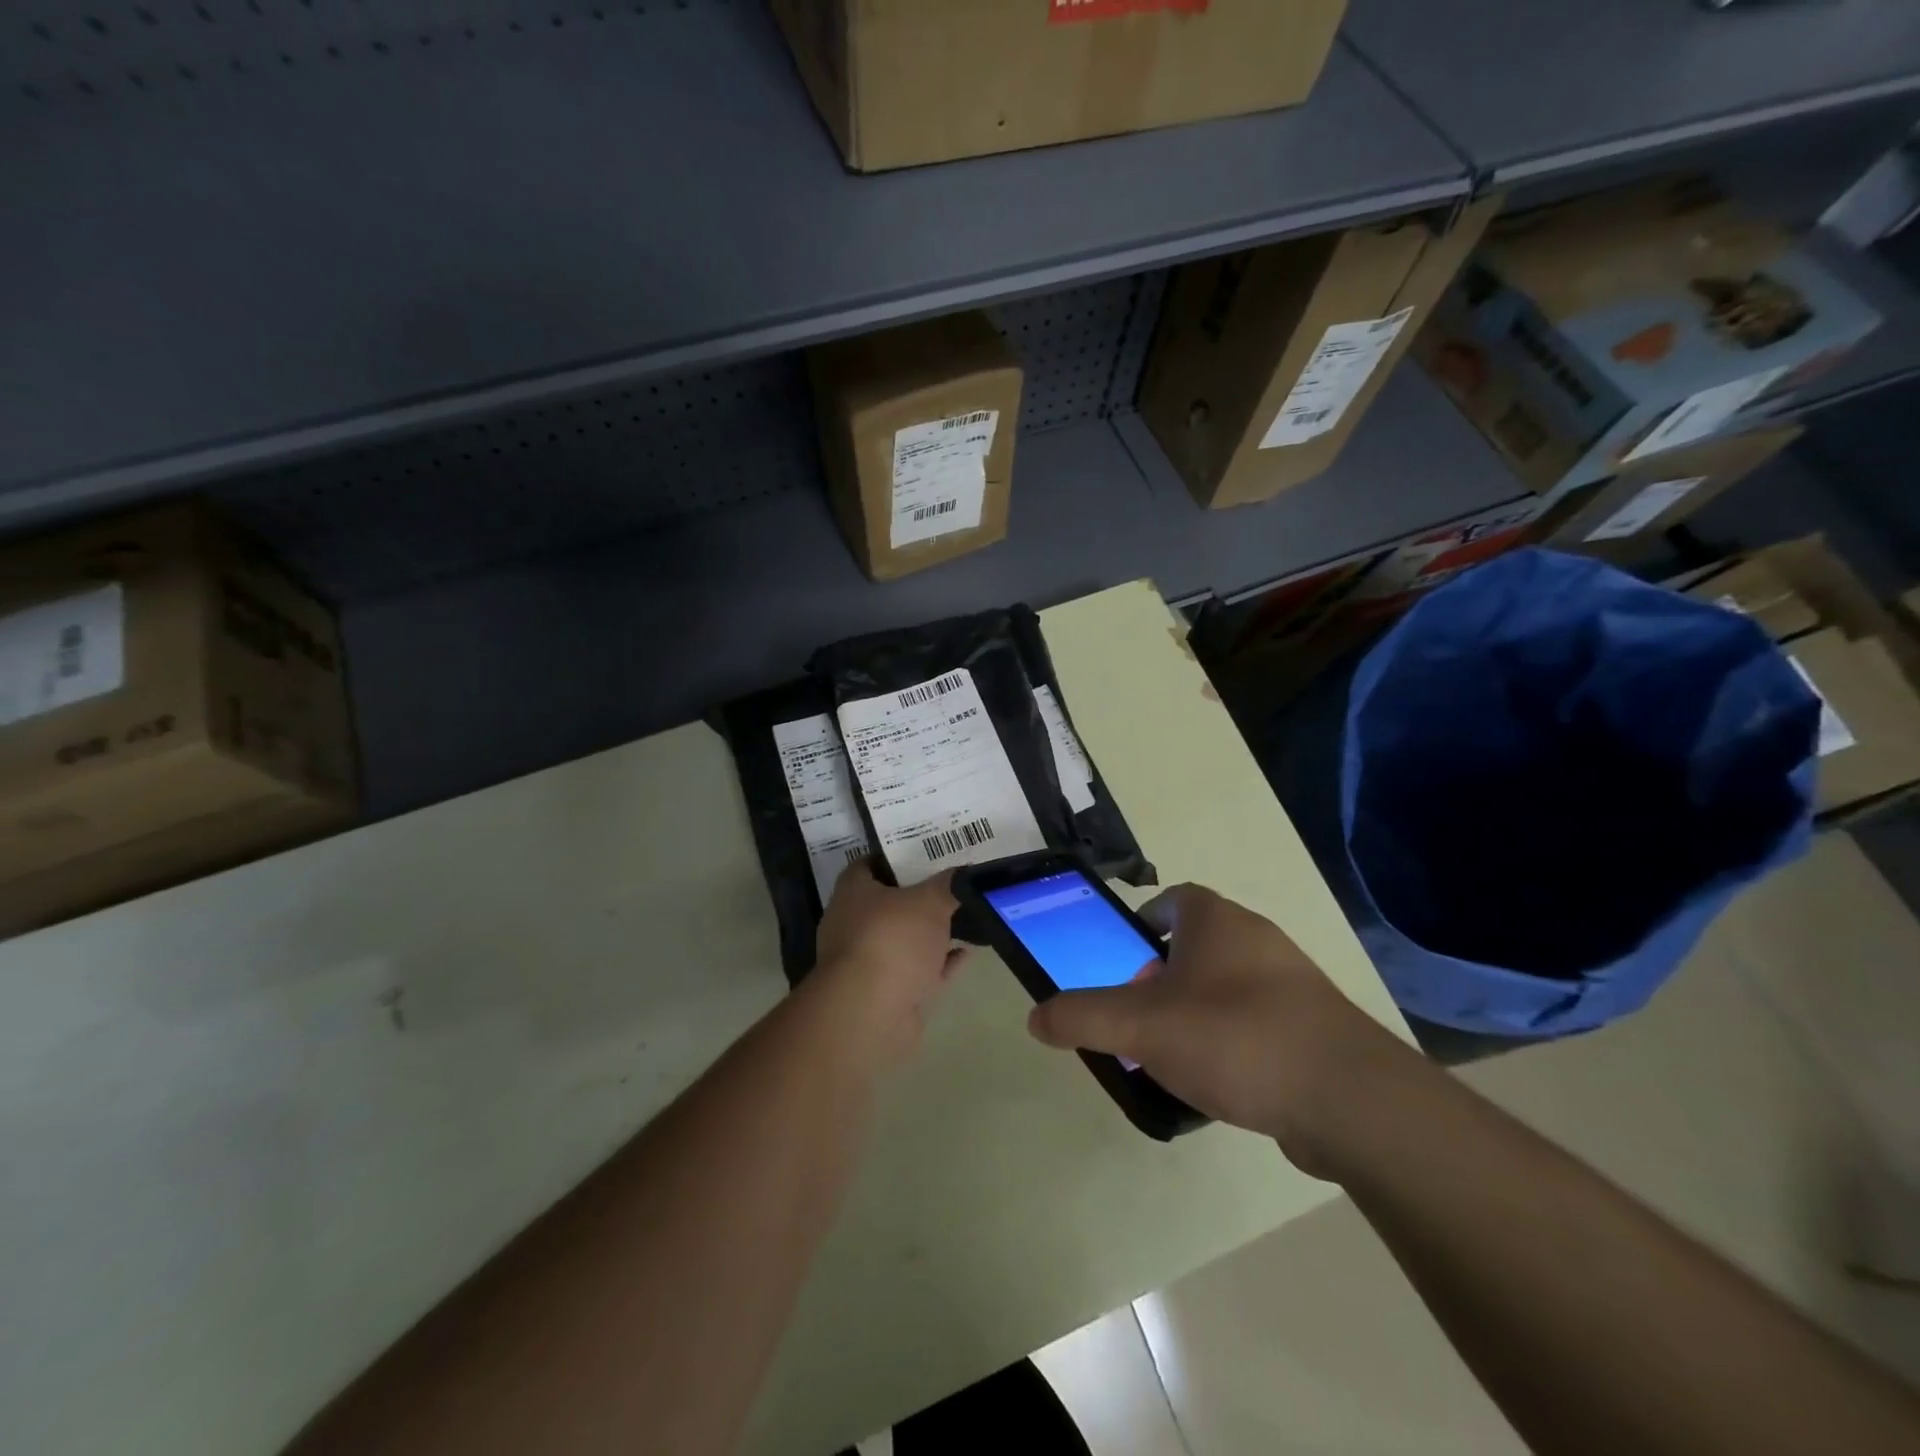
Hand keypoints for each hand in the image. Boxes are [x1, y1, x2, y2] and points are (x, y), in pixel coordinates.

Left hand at [807, 860, 967, 1068]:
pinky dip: (939, 964)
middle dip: (918, 896)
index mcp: (853, 893)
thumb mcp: (930, 901)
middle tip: (951, 884)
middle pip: (888, 903)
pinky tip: (967, 954)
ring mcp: (868, 962)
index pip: (868, 864)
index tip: (926, 853)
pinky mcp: (885, 994)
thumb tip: (964, 873)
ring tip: (965, 918)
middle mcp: (853, 924)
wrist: (871, 1013)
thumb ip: (949, 885)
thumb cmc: (893, 939)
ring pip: (904, 940)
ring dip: (930, 934)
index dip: (895, 857)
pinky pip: (917, 971)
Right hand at [1026, 884, 1405, 1172]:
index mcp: (1216, 921)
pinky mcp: (1315, 1026)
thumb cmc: (1234, 1037)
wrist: (1349, 1099)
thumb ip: (1083, 1017)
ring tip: (1172, 1053)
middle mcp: (1257, 939)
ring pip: (1228, 983)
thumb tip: (1035, 1017)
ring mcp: (1292, 982)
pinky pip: (1258, 1019)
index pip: (1174, 900)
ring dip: (1196, 1008)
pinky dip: (1232, 1038)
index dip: (1144, 922)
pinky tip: (1220, 1080)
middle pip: (1197, 944)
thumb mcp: (1141, 1027)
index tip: (1124, 955)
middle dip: (1162, 974)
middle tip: (1138, 1013)